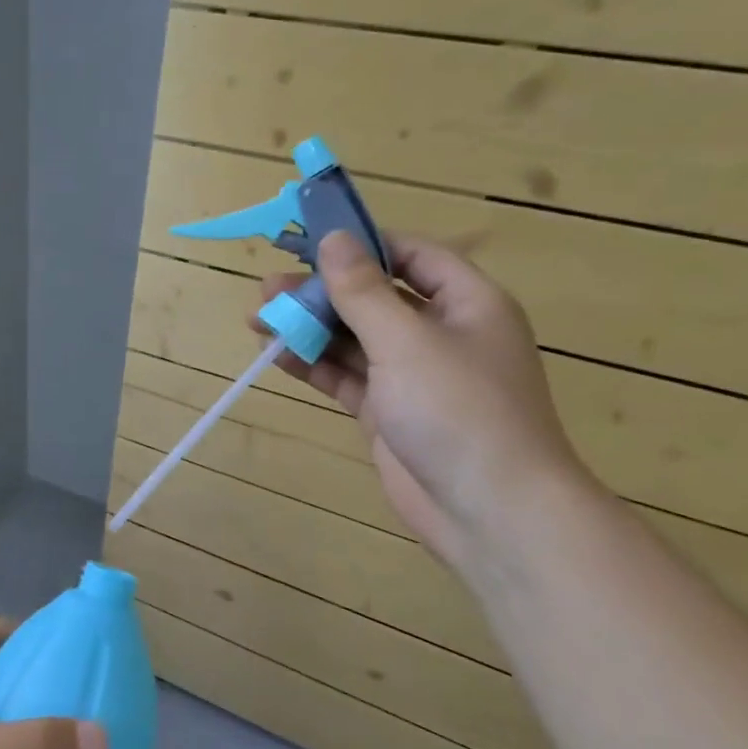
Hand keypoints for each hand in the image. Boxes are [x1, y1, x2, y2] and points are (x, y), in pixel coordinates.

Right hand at [258, 231, 585, 568]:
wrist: (488, 509)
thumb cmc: (457, 409)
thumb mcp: (406, 340)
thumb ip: (363, 291)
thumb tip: (333, 239)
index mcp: (466, 303)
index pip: (412, 256)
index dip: (363, 245)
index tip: (310, 243)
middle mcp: (441, 334)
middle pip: (375, 298)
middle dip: (322, 292)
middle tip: (268, 288)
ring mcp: (413, 377)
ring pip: (355, 340)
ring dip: (310, 328)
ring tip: (258, 319)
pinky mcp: (389, 413)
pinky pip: (347, 378)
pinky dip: (314, 366)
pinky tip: (277, 356)